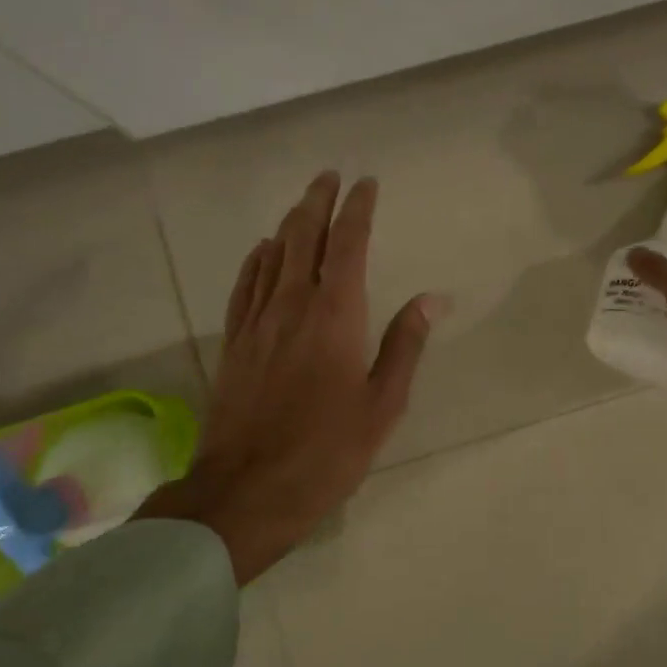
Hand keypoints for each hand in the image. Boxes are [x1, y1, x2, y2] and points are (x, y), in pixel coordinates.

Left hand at [137, 172, 445, 583]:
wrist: (247, 490)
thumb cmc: (328, 451)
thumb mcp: (383, 404)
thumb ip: (405, 345)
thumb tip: (432, 299)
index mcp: (335, 316)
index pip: (347, 244)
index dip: (357, 209)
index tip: (366, 183)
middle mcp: (292, 305)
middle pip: (303, 237)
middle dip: (318, 202)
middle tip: (330, 176)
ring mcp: (257, 323)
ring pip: (272, 256)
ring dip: (289, 223)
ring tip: (303, 203)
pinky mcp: (234, 343)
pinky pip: (245, 286)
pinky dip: (256, 260)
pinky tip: (262, 251)